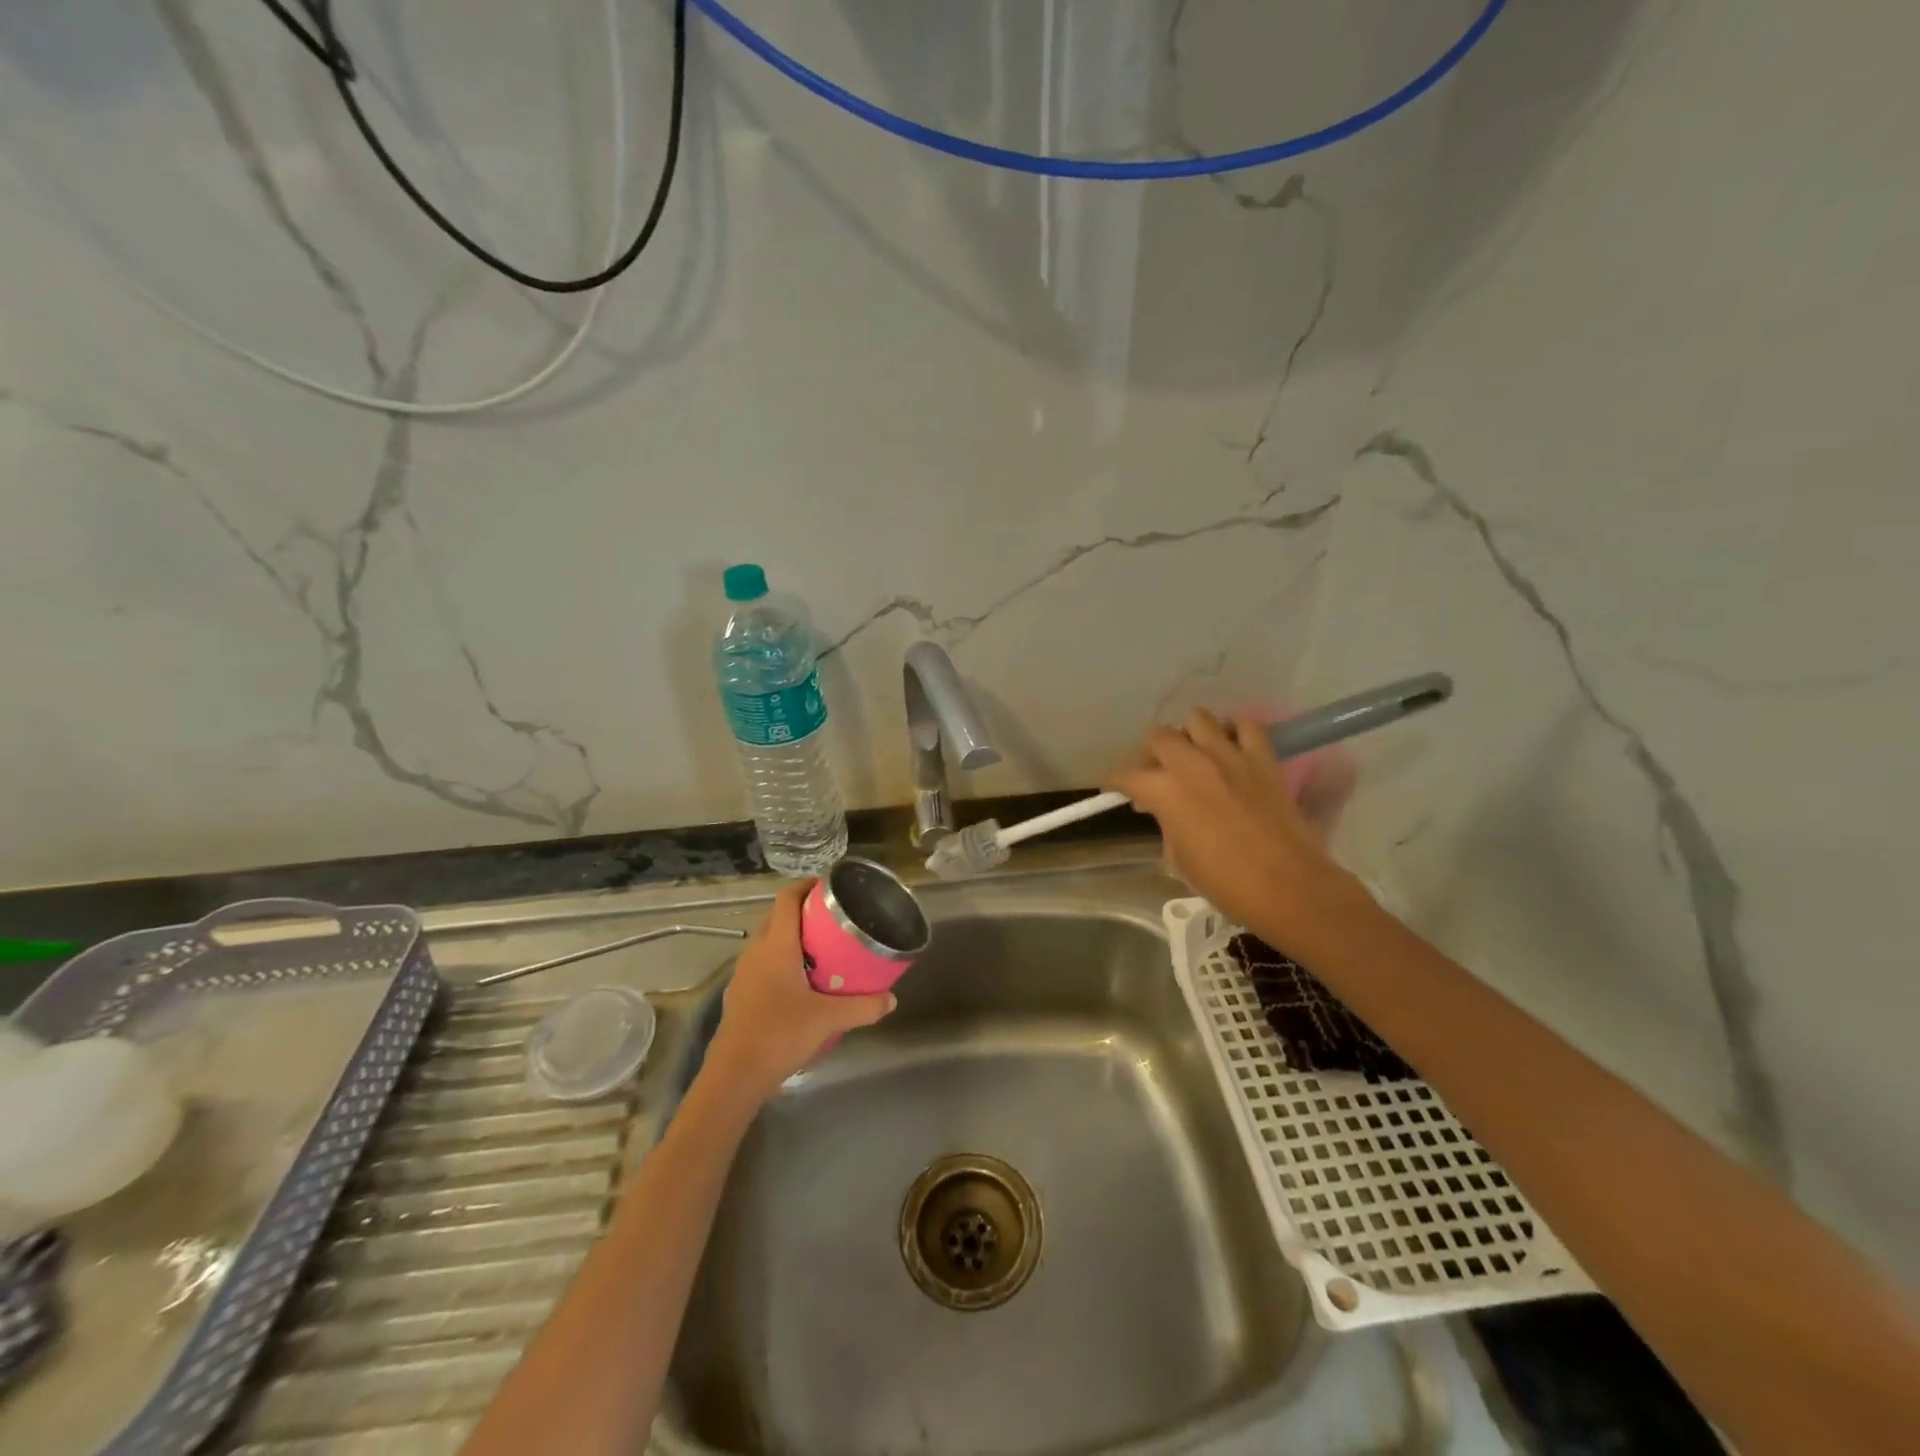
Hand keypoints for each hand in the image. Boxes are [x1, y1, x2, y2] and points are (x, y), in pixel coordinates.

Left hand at [705, 880, 895, 1101]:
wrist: (734, 1076)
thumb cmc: (780, 1035)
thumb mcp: (828, 1020)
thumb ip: (863, 1007)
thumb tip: (891, 999)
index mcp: (775, 946)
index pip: (786, 898)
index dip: (806, 885)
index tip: (829, 886)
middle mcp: (756, 951)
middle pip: (778, 916)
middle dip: (804, 911)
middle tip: (834, 918)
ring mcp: (744, 973)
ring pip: (768, 940)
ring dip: (792, 936)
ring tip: (822, 947)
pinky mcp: (741, 993)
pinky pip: (763, 963)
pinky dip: (781, 959)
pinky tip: (801, 981)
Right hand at [1106, 709, 1363, 939]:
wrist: (1287, 886)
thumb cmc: (1225, 882)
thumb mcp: (1178, 858)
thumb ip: (1167, 823)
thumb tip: (1169, 811)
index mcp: (1164, 792)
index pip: (1126, 775)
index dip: (1116, 782)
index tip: (1116, 788)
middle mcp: (1192, 764)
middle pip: (1158, 735)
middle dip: (1152, 753)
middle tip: (1159, 773)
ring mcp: (1230, 756)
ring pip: (1199, 718)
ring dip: (1191, 735)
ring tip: (1196, 755)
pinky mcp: (1263, 759)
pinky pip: (1247, 726)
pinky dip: (1236, 733)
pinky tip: (1233, 750)